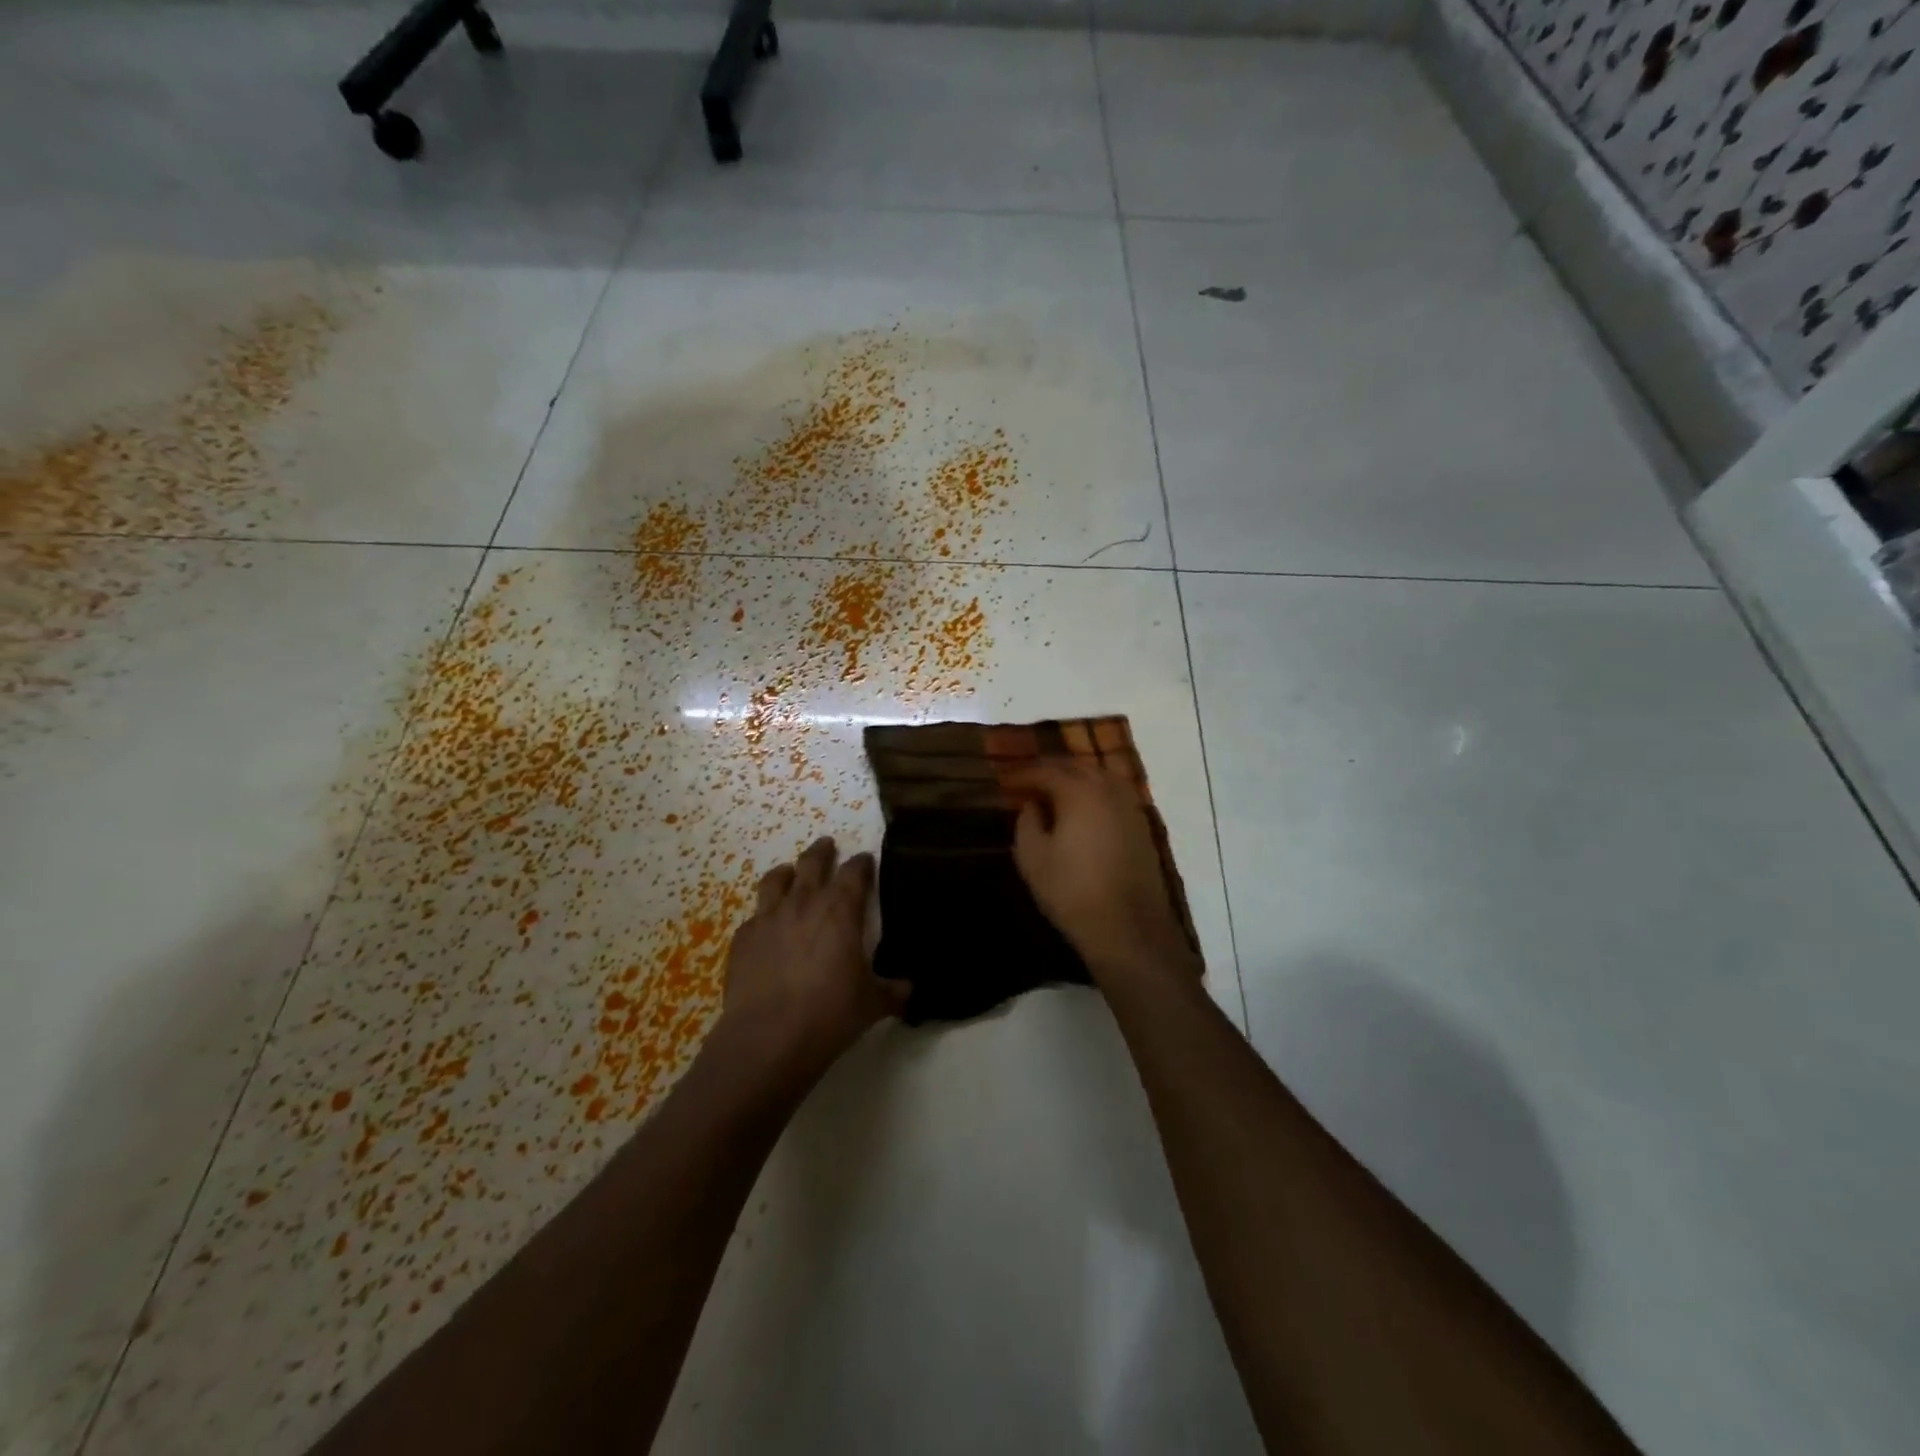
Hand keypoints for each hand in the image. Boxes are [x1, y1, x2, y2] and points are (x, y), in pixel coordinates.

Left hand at [717, 837, 908, 1075]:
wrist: (768, 1037)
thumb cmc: (830, 1014)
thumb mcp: (872, 1004)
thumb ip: (892, 991)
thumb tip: (909, 990)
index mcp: (840, 910)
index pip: (855, 872)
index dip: (862, 863)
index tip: (866, 860)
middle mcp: (804, 903)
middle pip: (812, 862)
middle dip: (822, 851)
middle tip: (827, 845)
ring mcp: (769, 918)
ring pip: (775, 880)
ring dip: (786, 872)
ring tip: (790, 873)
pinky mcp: (743, 938)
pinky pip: (755, 916)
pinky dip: (764, 914)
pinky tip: (767, 927)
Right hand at [1004, 760, 1201, 988]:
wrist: (1128, 927)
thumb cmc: (1072, 891)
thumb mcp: (1033, 858)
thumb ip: (1027, 822)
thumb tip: (1032, 804)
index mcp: (1079, 792)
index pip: (1046, 770)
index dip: (1023, 774)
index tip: (1005, 780)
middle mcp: (1108, 790)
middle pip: (1077, 767)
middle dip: (1051, 769)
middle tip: (1028, 780)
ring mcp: (1130, 807)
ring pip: (1100, 777)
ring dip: (1076, 778)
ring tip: (1055, 790)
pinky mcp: (1142, 826)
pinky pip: (1115, 794)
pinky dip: (1095, 793)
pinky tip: (1084, 808)